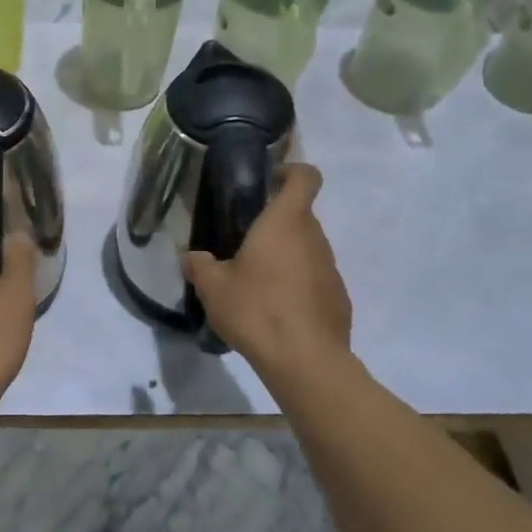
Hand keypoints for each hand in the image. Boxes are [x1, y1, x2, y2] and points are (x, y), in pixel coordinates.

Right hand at [183, 164, 351, 379]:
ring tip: (256, 285)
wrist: (305, 360)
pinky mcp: (338, 298)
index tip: (268, 183)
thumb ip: (200, 266)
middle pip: (300, 216)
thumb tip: (192, 258)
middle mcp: (314, 238)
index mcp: (285, 222)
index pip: (305, 177)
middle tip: (244, 246)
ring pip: (306, 249)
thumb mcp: (213, 288)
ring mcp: (331, 268)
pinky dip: (297, 286)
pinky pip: (314, 280)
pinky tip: (277, 312)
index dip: (291, 171)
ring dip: (285, 258)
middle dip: (275, 225)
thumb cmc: (257, 309)